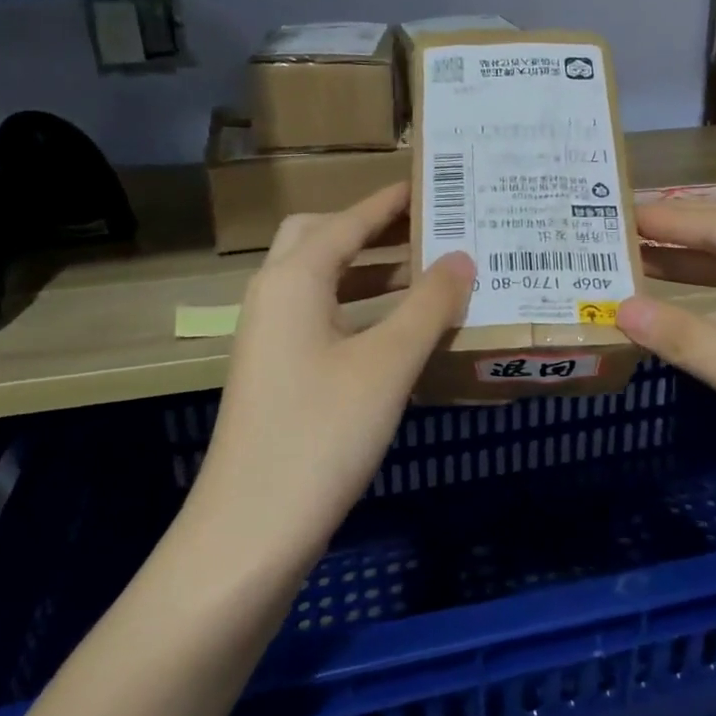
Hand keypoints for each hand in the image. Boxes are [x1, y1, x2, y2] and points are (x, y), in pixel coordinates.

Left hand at [193, 184, 474, 566]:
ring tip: (428, 274)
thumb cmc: (321, 433)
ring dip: (370, 272)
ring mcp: (273, 339)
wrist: (251, 530)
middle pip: (322, 241)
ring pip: (323, 283)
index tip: (435, 185)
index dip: (390, 202)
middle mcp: (275, 297)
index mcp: (293, 280)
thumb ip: (428, 306)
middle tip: (427, 230)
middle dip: (372, 230)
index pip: (348, 221)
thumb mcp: (386, 364)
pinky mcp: (280, 374)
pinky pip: (324, 319)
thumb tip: (463, 258)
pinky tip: (401, 331)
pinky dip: (361, 310)